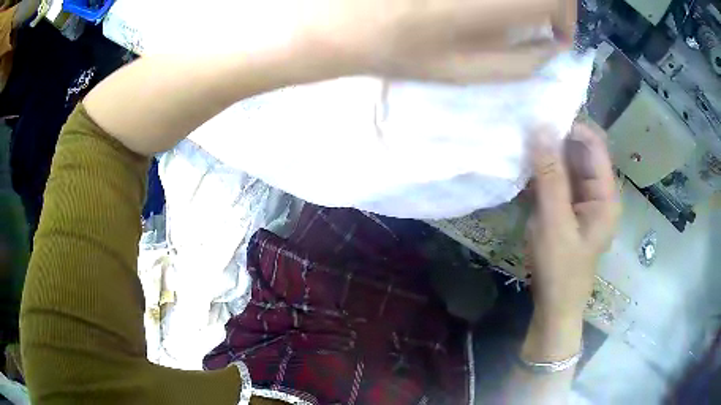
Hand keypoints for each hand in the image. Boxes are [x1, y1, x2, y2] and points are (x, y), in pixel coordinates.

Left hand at [299, 0, 575, 82]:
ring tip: (513, 10)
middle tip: (545, 17)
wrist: (339, 19)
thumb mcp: (466, 72)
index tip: (558, 32)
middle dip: (554, 1)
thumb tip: (553, 46)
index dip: (566, 14)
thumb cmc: (399, 49)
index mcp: (492, 3)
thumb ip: (521, 62)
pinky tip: (482, 6)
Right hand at [527, 122, 620, 320]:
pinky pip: (559, 180)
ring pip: (568, 165)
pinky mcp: (570, 208)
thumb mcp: (554, 222)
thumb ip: (550, 176)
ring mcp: (584, 200)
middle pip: (581, 152)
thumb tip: (540, 129)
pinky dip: (543, 172)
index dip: (571, 127)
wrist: (555, 305)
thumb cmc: (560, 269)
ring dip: (547, 155)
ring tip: (522, 144)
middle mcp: (599, 192)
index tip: (540, 118)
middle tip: (526, 129)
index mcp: (606, 195)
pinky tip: (525, 168)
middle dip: (556, 139)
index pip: (594, 145)